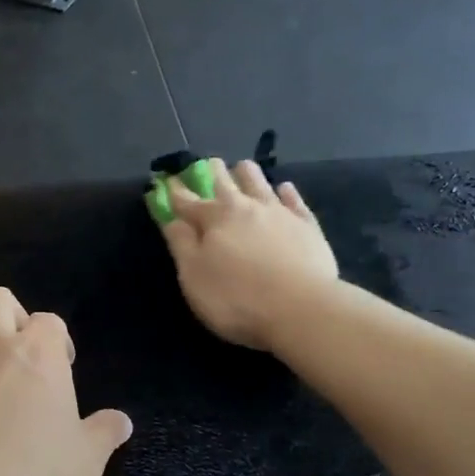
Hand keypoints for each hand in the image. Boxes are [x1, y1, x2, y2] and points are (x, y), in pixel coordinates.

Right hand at [157, 158, 338, 351]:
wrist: (301, 309)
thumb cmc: (236, 298)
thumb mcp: (194, 277)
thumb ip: (181, 244)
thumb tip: (171, 218)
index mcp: (214, 218)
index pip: (187, 200)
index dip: (174, 191)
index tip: (166, 181)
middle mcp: (246, 206)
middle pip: (225, 180)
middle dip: (212, 172)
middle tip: (207, 166)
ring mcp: (280, 212)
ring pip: (259, 181)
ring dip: (247, 174)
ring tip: (242, 170)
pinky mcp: (307, 225)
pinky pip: (294, 200)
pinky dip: (285, 192)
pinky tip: (283, 189)